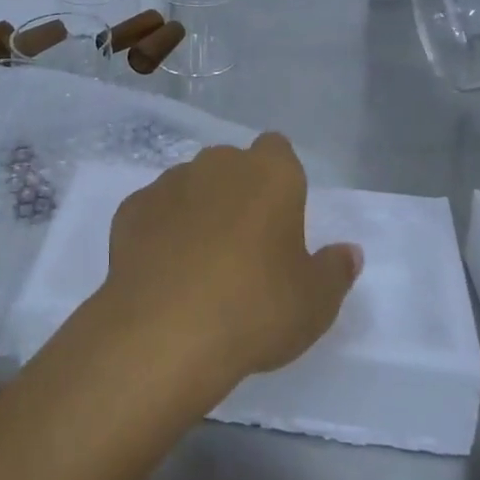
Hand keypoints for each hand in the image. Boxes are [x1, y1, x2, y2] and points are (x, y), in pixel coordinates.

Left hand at [96, 133, 361, 403]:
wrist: (164, 330)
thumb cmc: (255, 308)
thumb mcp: (314, 303)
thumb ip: (335, 271)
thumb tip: (348, 252)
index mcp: (269, 174)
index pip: (278, 149)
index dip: (280, 177)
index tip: (282, 215)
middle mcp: (218, 164)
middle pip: (232, 166)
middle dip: (238, 192)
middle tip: (245, 246)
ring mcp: (169, 182)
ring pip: (191, 185)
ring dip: (198, 209)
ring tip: (200, 263)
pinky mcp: (131, 208)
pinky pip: (154, 211)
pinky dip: (160, 230)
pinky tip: (163, 270)